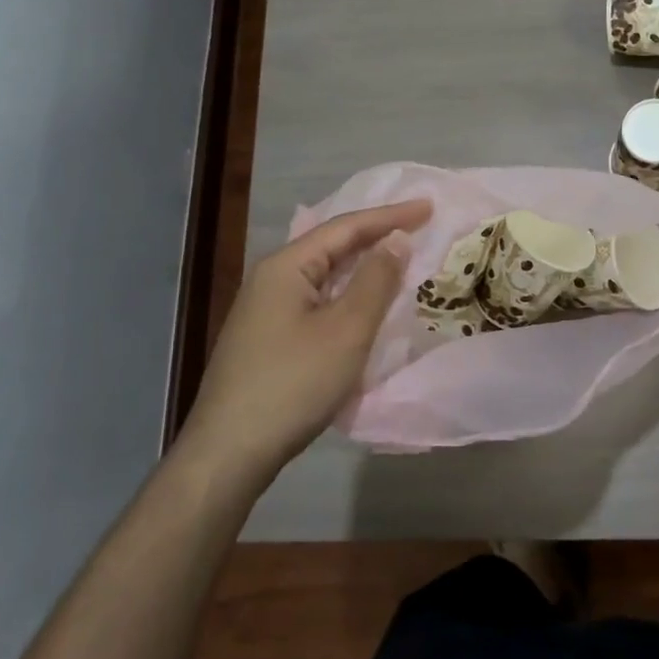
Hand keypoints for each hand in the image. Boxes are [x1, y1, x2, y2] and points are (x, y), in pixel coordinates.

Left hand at [177, 199, 431, 487]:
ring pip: (324, 277)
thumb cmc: (293, 383)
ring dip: (362, 269)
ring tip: (399, 262)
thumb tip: (396, 238)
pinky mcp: (267, 339)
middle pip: (331, 247)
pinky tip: (364, 307)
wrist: (230, 451)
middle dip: (375, 237)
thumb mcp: (346, 329)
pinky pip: (316, 303)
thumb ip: (375, 280)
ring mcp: (265, 311)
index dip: (390, 216)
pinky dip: (347, 297)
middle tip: (418, 229)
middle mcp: (271, 279)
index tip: (428, 207)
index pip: (346, 227)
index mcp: (286, 266)